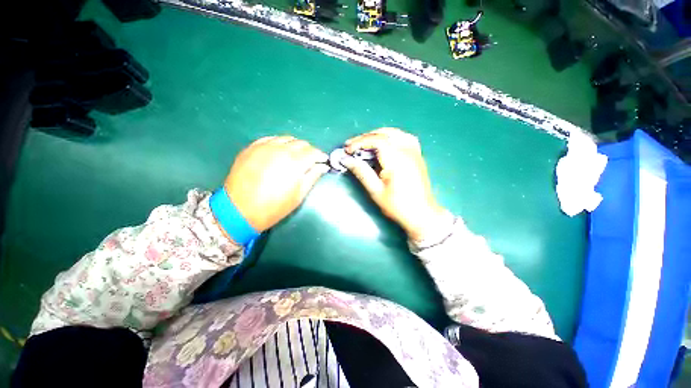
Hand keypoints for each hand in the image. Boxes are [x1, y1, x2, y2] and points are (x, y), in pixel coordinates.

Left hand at [224, 136, 329, 232]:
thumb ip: (312, 177)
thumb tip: (323, 166)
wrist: (240, 210)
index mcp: (295, 162)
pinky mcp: (252, 148)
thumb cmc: (274, 206)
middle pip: (301, 143)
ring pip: (286, 139)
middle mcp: (281, 149)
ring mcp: (265, 147)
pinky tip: (279, 152)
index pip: (314, 152)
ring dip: (295, 146)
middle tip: (310, 161)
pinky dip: (279, 143)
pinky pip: (270, 139)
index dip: (321, 156)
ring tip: (295, 156)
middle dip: (309, 151)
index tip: (323, 161)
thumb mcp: (299, 195)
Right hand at [343, 128, 446, 240]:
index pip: (376, 140)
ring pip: (394, 133)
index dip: (359, 142)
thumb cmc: (398, 206)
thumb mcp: (376, 191)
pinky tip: (385, 143)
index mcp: (397, 160)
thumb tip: (346, 160)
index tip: (347, 150)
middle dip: (365, 138)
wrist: (422, 213)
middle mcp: (407, 151)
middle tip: (352, 147)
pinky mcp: (417, 155)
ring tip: (365, 143)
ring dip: (377, 135)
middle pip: (384, 134)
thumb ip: (361, 172)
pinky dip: (391, 136)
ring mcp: (415, 152)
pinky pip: (404, 137)